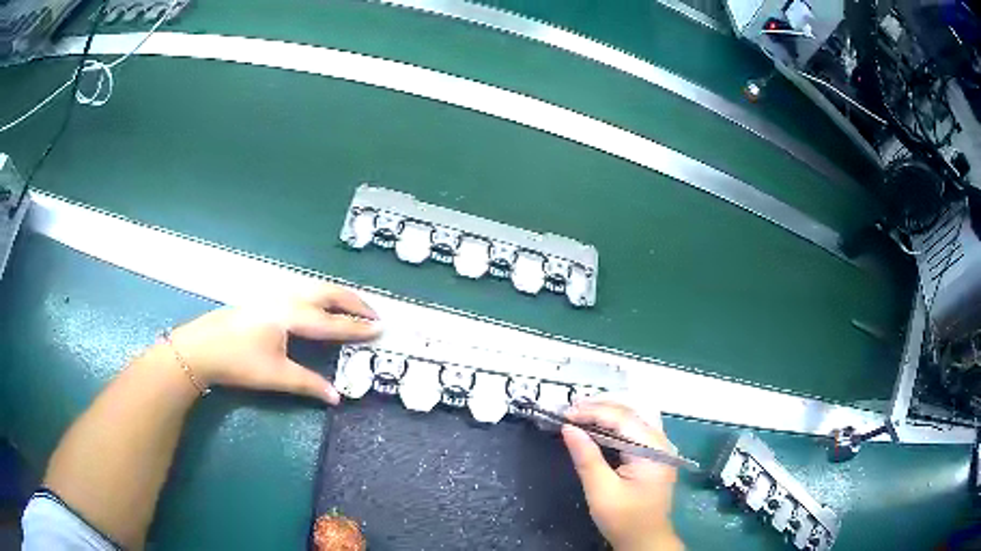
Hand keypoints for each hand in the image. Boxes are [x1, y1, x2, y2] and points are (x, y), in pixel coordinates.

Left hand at [168, 284, 381, 403]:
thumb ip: (308, 384)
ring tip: (351, 307)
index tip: (381, 329)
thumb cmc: (238, 362)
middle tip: (373, 313)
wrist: (200, 347)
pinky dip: (320, 296)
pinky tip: (318, 306)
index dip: (358, 328)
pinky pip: (302, 290)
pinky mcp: (265, 298)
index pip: (333, 322)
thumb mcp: (275, 376)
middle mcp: (287, 298)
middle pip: (327, 293)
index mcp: (292, 316)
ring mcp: (274, 295)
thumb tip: (337, 397)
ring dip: (337, 295)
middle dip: (353, 301)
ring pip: (314, 287)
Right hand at [562, 400, 682, 550]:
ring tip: (579, 413)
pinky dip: (613, 427)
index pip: (622, 419)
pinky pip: (633, 431)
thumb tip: (568, 428)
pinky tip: (597, 427)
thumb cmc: (624, 519)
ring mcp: (660, 448)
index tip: (565, 414)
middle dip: (599, 409)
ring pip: (632, 420)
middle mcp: (660, 442)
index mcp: (652, 449)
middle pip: (630, 414)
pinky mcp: (654, 455)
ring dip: (606, 414)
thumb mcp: (601, 491)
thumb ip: (587, 458)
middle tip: (569, 410)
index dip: (593, 413)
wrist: (645, 541)